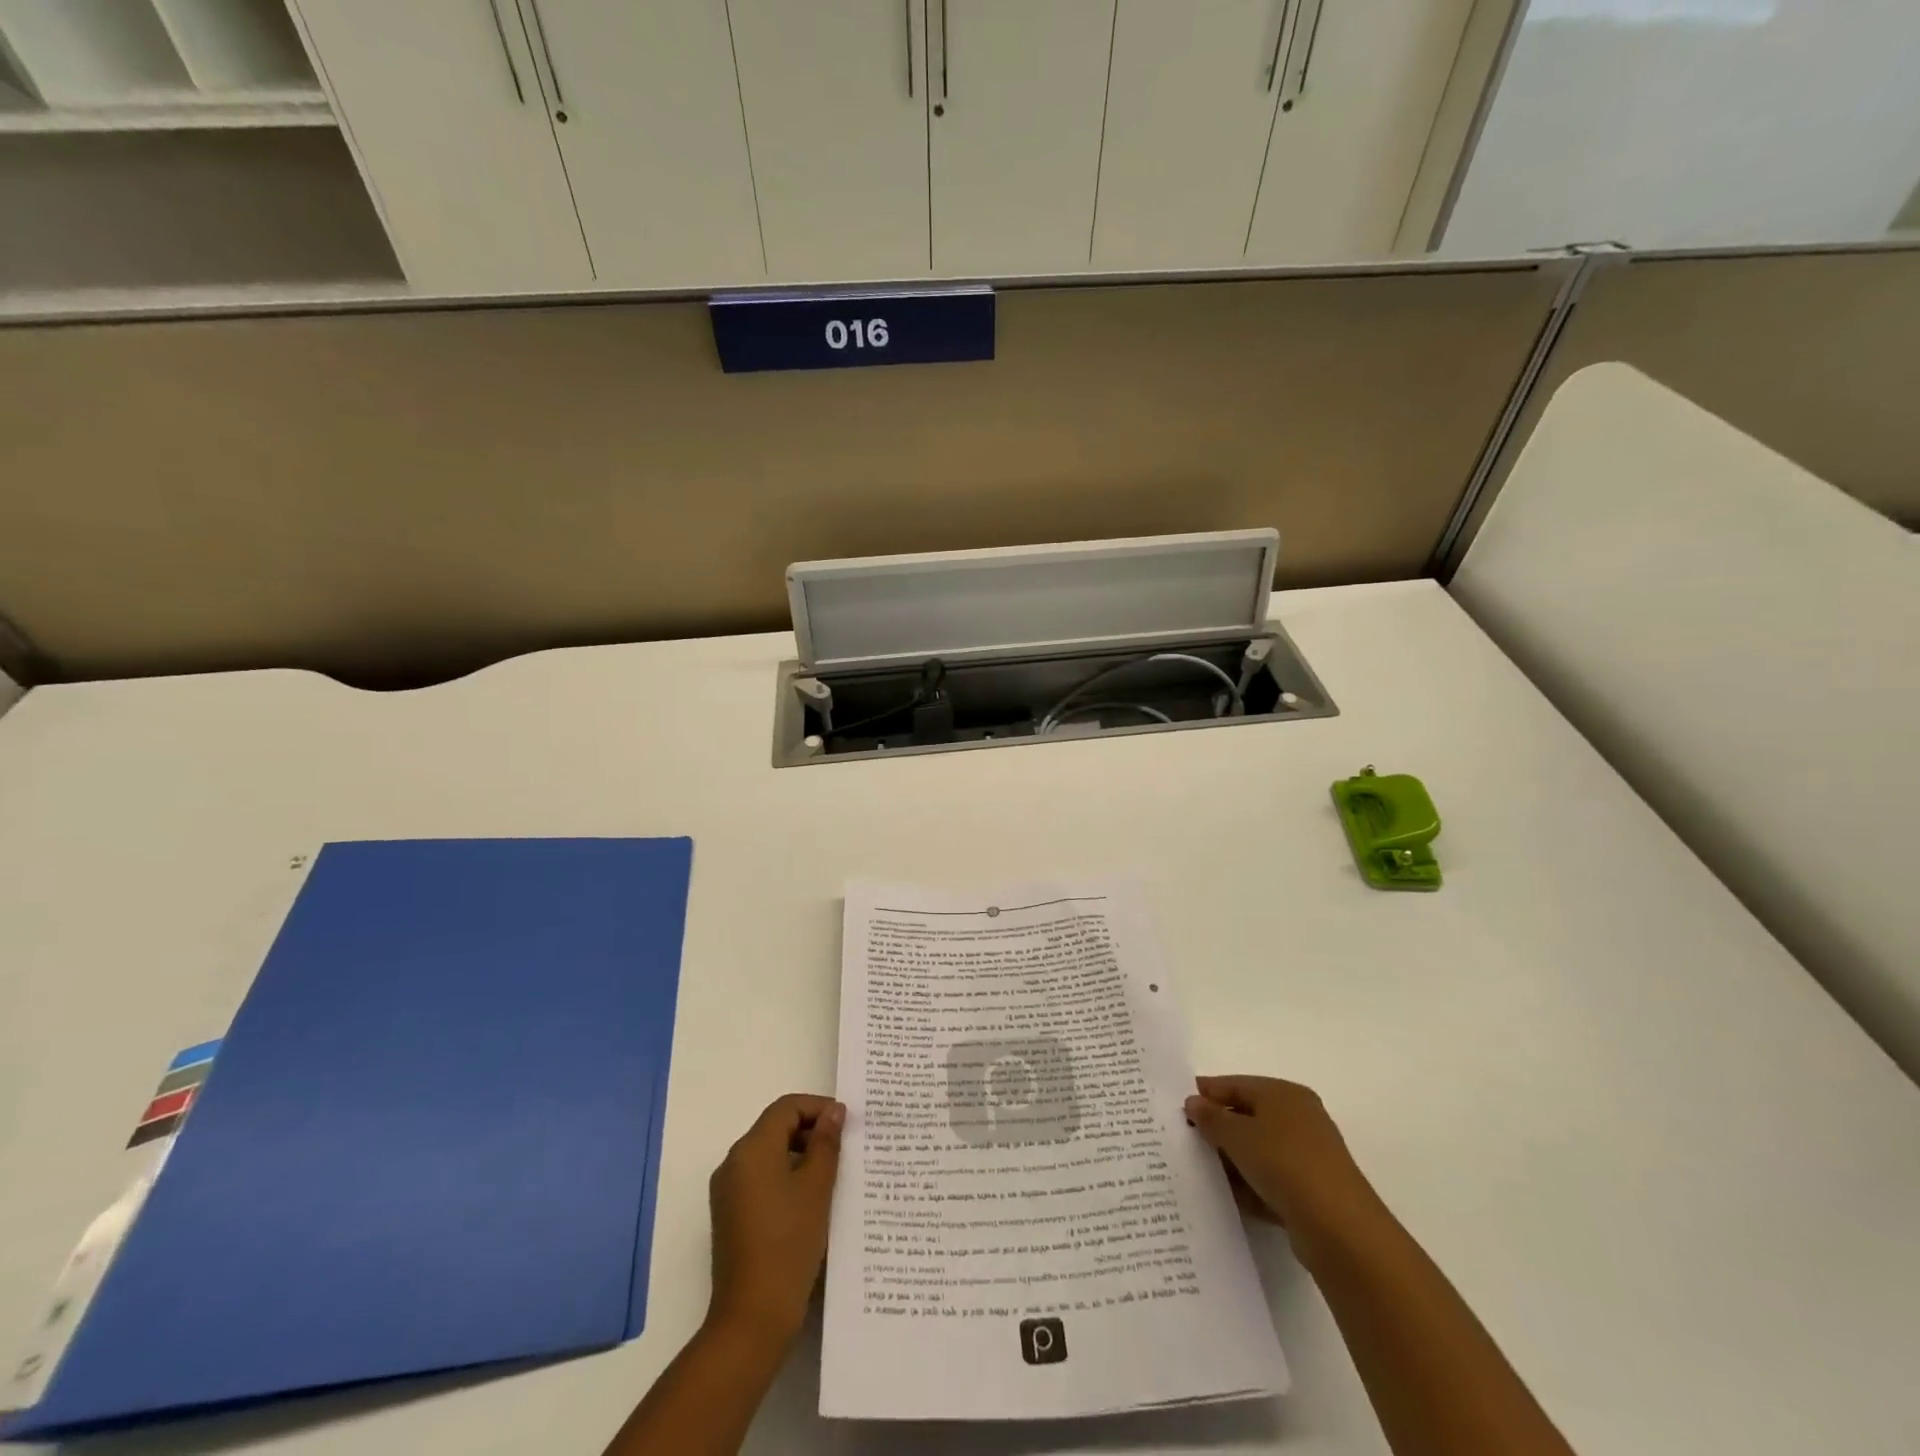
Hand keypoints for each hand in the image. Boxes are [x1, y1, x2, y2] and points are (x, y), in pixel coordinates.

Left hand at [706, 1093, 843, 1344]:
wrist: (752, 1317)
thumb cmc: (789, 1244)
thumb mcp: (817, 1187)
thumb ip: (826, 1143)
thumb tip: (834, 1112)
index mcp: (751, 1149)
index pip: (786, 1108)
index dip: (817, 1107)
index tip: (846, 1123)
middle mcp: (733, 1163)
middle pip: (775, 1128)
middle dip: (810, 1131)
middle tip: (845, 1148)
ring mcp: (728, 1192)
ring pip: (769, 1154)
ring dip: (800, 1155)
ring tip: (833, 1174)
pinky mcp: (731, 1216)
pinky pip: (761, 1179)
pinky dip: (786, 1177)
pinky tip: (811, 1200)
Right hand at [1184, 1075, 1374, 1231]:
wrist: (1340, 1230)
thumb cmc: (1284, 1164)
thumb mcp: (1237, 1135)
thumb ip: (1211, 1117)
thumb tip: (1193, 1102)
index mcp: (1284, 1094)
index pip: (1236, 1084)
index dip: (1207, 1092)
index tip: (1179, 1105)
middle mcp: (1299, 1118)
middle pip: (1247, 1116)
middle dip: (1218, 1128)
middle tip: (1187, 1139)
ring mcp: (1307, 1156)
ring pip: (1258, 1150)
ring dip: (1232, 1159)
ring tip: (1202, 1170)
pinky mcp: (1311, 1190)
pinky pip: (1271, 1179)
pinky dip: (1251, 1184)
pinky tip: (1229, 1196)